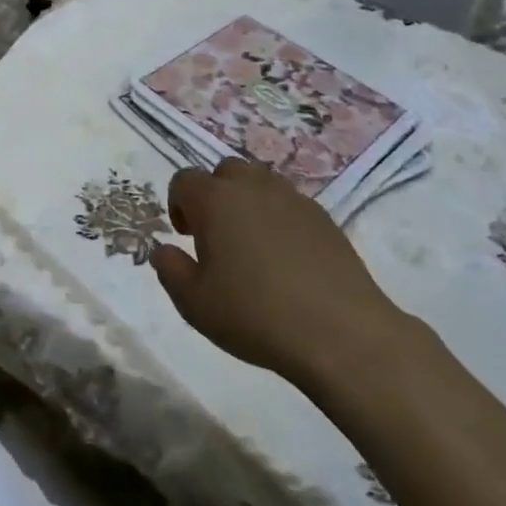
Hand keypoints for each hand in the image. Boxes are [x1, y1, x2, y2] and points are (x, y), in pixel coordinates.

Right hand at [151, 159, 409, 389]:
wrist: (341, 334)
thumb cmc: (255, 315)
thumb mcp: (194, 303)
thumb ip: (170, 270)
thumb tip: (164, 250)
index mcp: (215, 200)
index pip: (184, 180)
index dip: (178, 204)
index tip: (186, 237)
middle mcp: (253, 188)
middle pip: (225, 171)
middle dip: (215, 195)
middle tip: (217, 236)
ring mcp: (293, 200)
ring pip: (260, 183)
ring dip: (248, 202)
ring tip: (251, 245)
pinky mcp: (325, 219)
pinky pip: (290, 204)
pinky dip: (279, 219)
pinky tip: (286, 259)